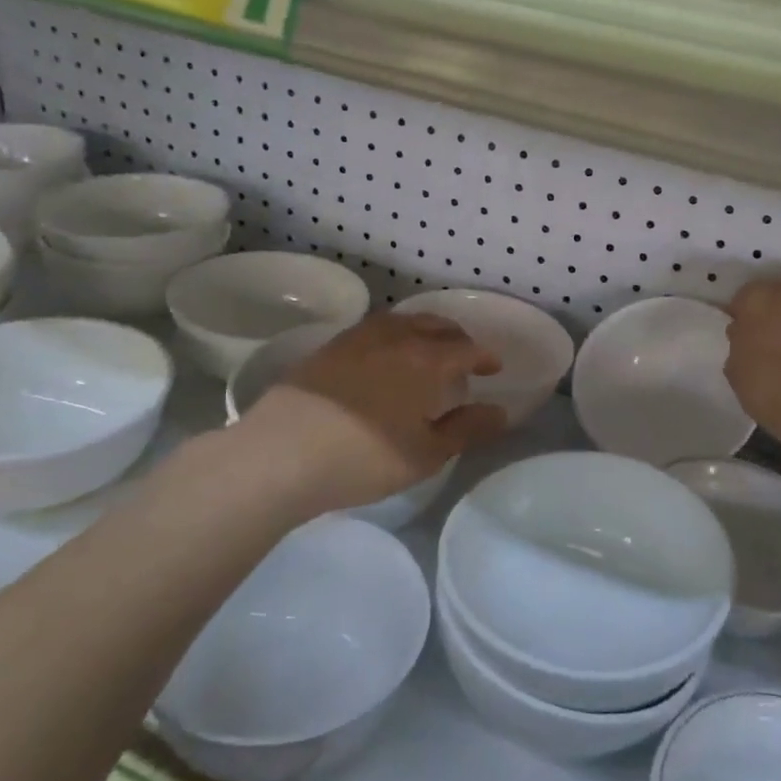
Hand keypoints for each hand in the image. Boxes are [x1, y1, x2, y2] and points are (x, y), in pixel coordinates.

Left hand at [249, 312, 507, 514]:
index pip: (466, 348)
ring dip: (424, 332)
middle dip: (457, 339)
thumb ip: (467, 429)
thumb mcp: (426, 454)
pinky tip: (384, 359)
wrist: (280, 454)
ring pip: (403, 322)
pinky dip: (393, 337)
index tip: (494, 368)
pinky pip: (374, 330)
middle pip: (436, 326)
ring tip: (427, 352)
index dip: (485, 357)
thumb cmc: (364, 458)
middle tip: (465, 358)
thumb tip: (499, 411)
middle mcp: (395, 337)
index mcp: (426, 360)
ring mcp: (357, 338)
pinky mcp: (328, 347)